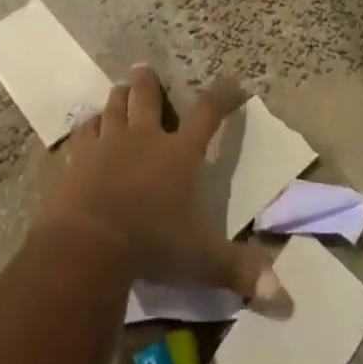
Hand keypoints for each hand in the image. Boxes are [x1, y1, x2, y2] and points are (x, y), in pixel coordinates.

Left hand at [36, 68, 287, 310]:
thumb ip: (240, 270)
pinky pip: (83, 133)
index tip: (233, 84)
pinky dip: (87, 127)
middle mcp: (145, 138)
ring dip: (118, 96)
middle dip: (148, 82)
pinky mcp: (79, 159)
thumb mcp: (203, 261)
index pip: (208, 113)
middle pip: (147, 97)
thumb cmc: (152, 244)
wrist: (89, 243)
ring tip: (119, 88)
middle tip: (143, 67)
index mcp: (180, 154)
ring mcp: (108, 144)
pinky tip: (87, 126)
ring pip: (114, 107)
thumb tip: (283, 296)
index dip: (223, 96)